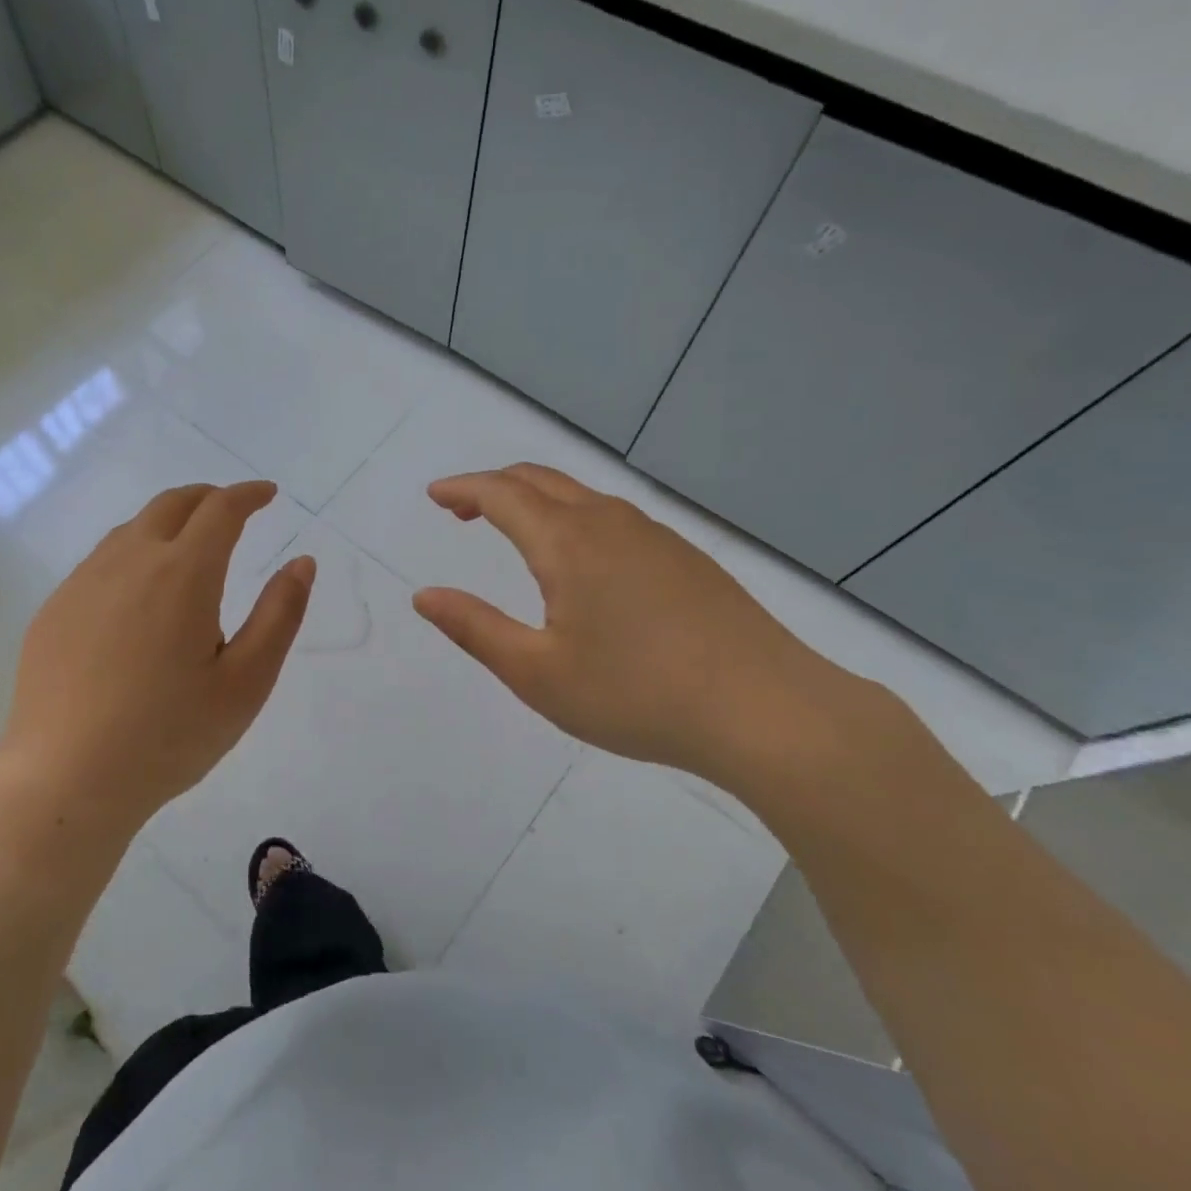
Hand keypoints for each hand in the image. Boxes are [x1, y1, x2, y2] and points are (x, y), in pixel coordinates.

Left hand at [0, 481, 313, 844]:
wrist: (66, 780)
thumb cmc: (169, 736)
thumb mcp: (246, 682)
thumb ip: (280, 614)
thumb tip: (302, 562)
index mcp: (183, 573)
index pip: (221, 509)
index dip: (249, 494)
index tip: (268, 495)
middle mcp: (129, 561)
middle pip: (171, 504)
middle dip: (208, 497)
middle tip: (232, 509)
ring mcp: (83, 583)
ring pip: (132, 529)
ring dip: (168, 523)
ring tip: (189, 548)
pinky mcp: (54, 610)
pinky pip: (101, 561)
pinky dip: (133, 553)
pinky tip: (138, 594)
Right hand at [412, 464, 867, 793]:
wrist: (766, 710)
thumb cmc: (638, 694)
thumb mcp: (538, 673)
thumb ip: (475, 628)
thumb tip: (424, 596)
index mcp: (567, 542)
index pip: (501, 494)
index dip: (462, 489)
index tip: (435, 495)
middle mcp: (609, 522)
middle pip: (540, 480)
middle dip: (494, 487)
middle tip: (462, 511)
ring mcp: (654, 535)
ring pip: (580, 495)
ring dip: (535, 500)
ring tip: (513, 530)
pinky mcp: (685, 556)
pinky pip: (612, 516)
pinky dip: (573, 517)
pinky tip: (580, 560)